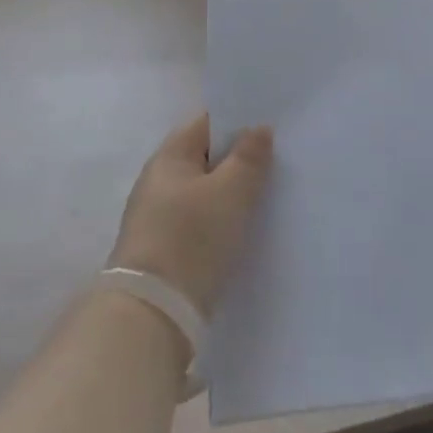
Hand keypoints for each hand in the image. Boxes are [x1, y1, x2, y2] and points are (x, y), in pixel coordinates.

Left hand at [107, 114, 272, 315]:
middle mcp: (158, 181)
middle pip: (205, 157)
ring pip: (204, 191)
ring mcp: (158, 217)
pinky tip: (245, 228)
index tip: (271, 125)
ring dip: (231, 191)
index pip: (206, 122)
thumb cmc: (192, 238)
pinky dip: (221, 218)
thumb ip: (249, 156)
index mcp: (169, 157)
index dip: (238, 120)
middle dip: (238, 157)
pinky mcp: (165, 249)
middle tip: (278, 160)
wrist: (153, 313)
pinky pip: (200, 220)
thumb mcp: (231, 192)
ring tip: (268, 194)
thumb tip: (259, 128)